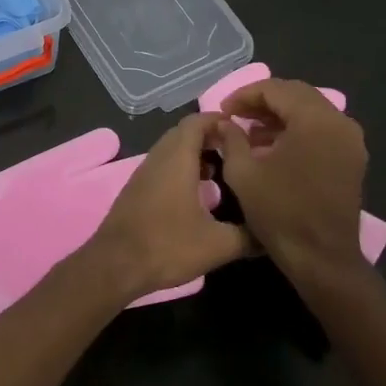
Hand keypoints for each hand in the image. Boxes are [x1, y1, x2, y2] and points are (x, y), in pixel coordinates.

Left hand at [84, 114, 251, 297]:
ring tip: (219, 171)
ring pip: (170, 151)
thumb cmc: (167, 246)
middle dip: (209, 136)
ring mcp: (142, 174)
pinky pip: (161, 167)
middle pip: (183, 133)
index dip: (219, 120)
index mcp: (177, 159)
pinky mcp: (135, 190)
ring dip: (193, 154)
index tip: (242, 131)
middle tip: (235, 151)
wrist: (115, 265)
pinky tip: (195, 194)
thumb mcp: (218, 245)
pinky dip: (180, 169)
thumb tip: (271, 234)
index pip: (196, 122)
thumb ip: (249, 236)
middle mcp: (157, 158)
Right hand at [211, 77, 368, 280]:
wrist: (321, 257)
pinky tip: (273, 147)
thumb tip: (225, 123)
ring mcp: (350, 141)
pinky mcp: (352, 158)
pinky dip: (297, 130)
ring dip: (280, 115)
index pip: (276, 89)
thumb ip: (231, 138)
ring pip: (311, 111)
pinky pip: (322, 130)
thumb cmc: (280, 212)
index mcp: (315, 120)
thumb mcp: (243, 173)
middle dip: (263, 101)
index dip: (244, 95)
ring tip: (250, 132)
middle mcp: (339, 122)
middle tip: (235, 116)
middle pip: (297, 95)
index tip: (223, 111)